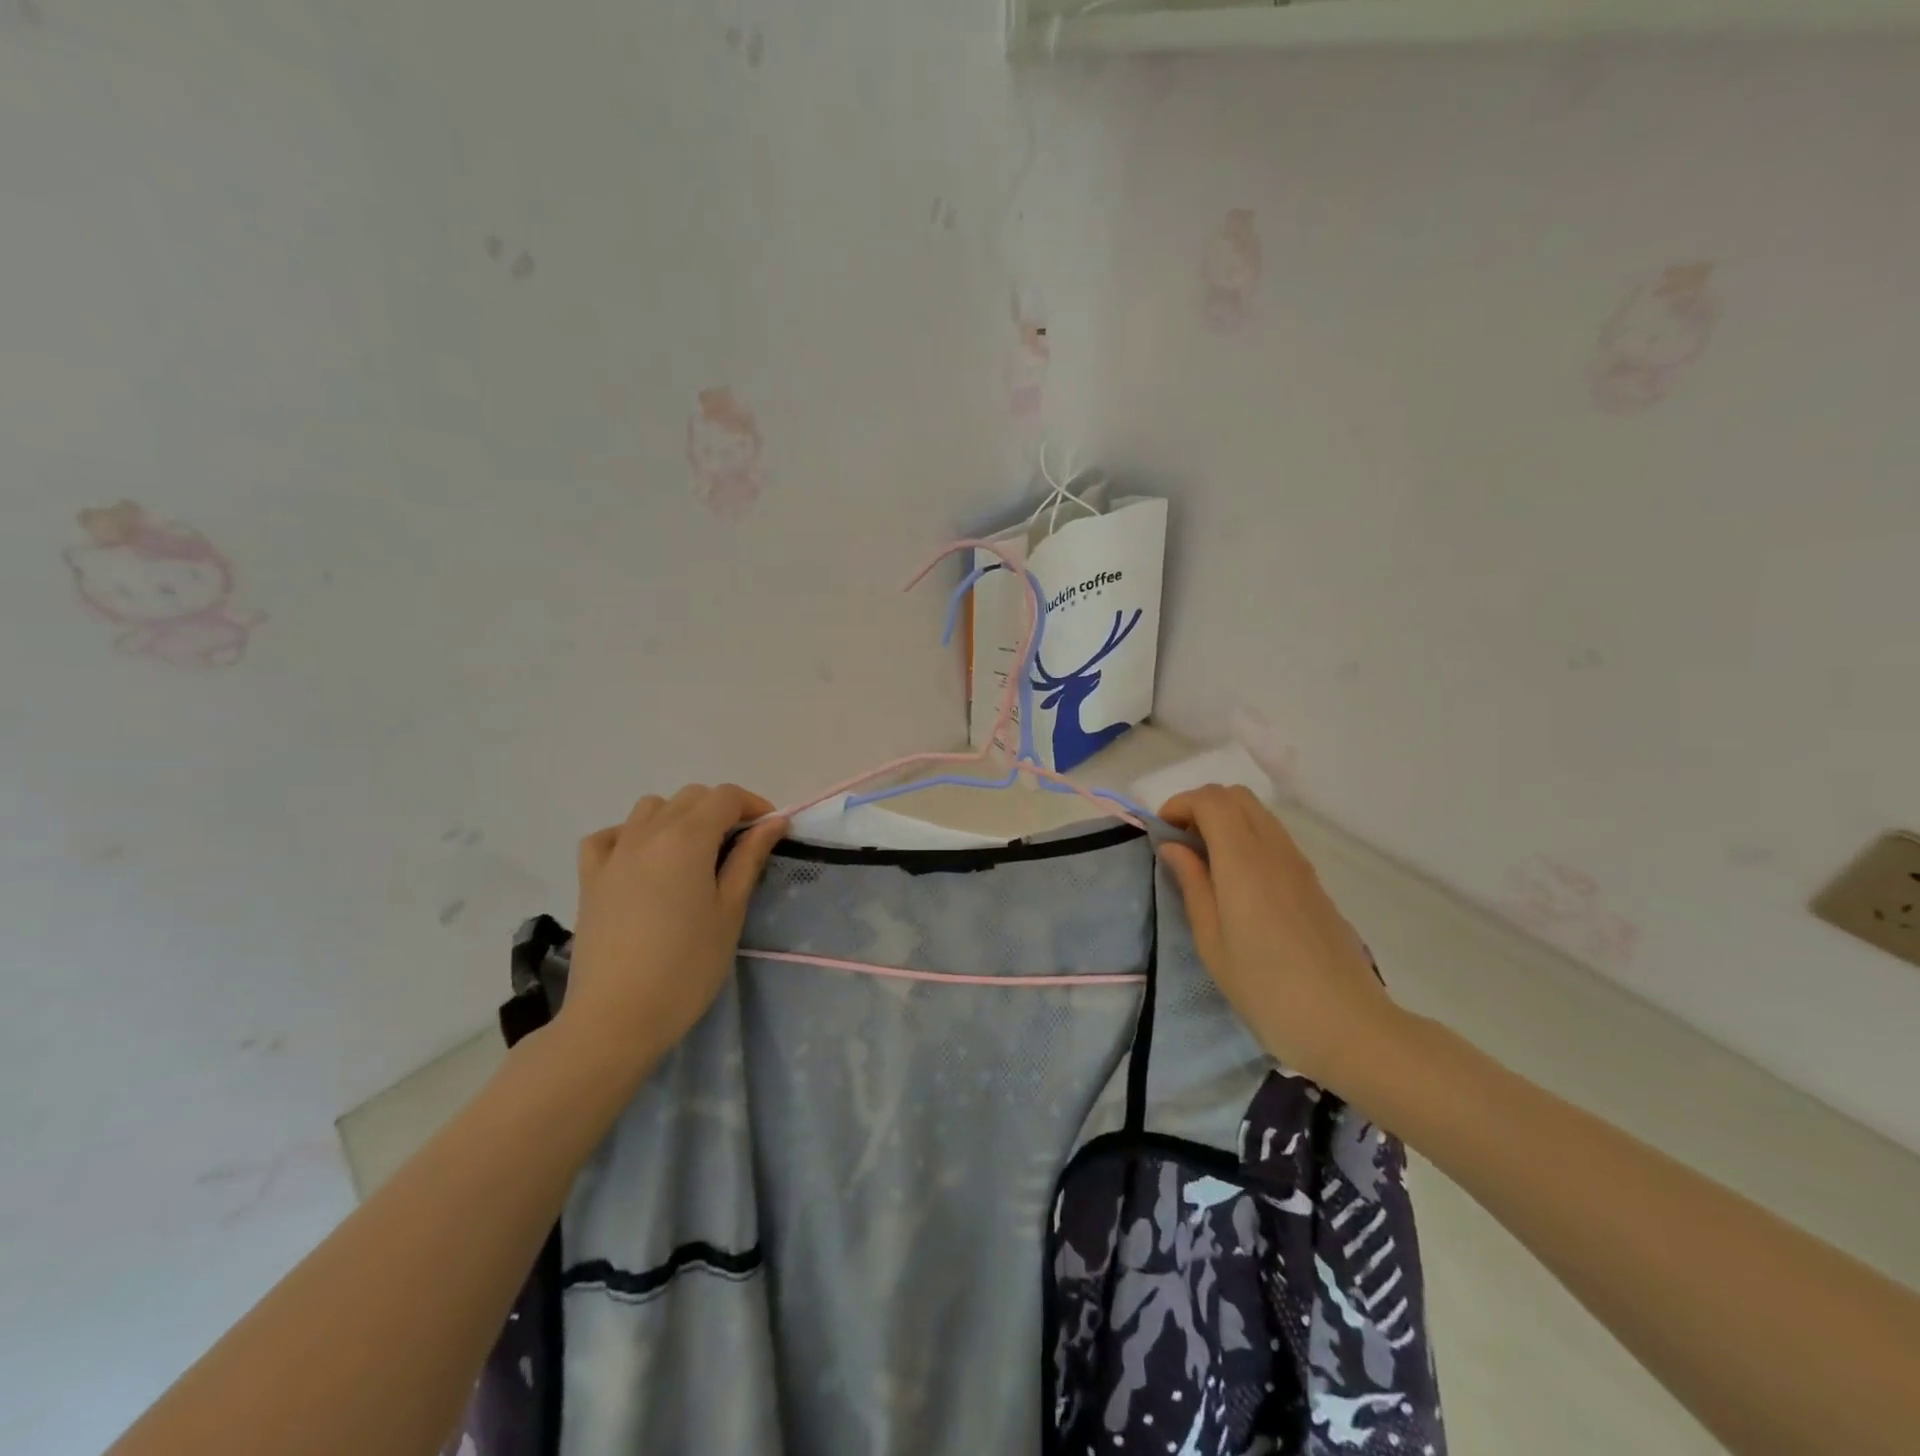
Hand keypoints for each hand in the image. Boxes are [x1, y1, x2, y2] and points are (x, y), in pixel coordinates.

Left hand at [559, 785, 787, 1069]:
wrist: (617, 1017)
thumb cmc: (686, 967)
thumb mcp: (730, 911)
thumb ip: (749, 858)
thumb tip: (773, 822)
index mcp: (687, 839)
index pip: (725, 796)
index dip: (753, 806)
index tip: (769, 832)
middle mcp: (648, 833)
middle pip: (691, 797)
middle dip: (721, 810)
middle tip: (739, 848)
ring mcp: (614, 853)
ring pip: (651, 808)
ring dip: (678, 817)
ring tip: (693, 853)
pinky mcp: (590, 877)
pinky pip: (610, 835)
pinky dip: (631, 834)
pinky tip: (643, 860)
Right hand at [1158, 785, 1402, 1091]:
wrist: (1347, 1025)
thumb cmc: (1266, 989)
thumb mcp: (1212, 941)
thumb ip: (1192, 884)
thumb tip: (1174, 846)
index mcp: (1244, 861)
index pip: (1211, 800)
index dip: (1179, 804)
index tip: (1161, 835)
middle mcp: (1274, 850)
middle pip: (1236, 796)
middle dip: (1201, 806)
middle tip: (1180, 843)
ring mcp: (1299, 864)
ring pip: (1258, 814)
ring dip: (1225, 821)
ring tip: (1204, 862)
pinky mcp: (1313, 882)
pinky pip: (1274, 838)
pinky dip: (1246, 838)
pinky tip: (1237, 882)